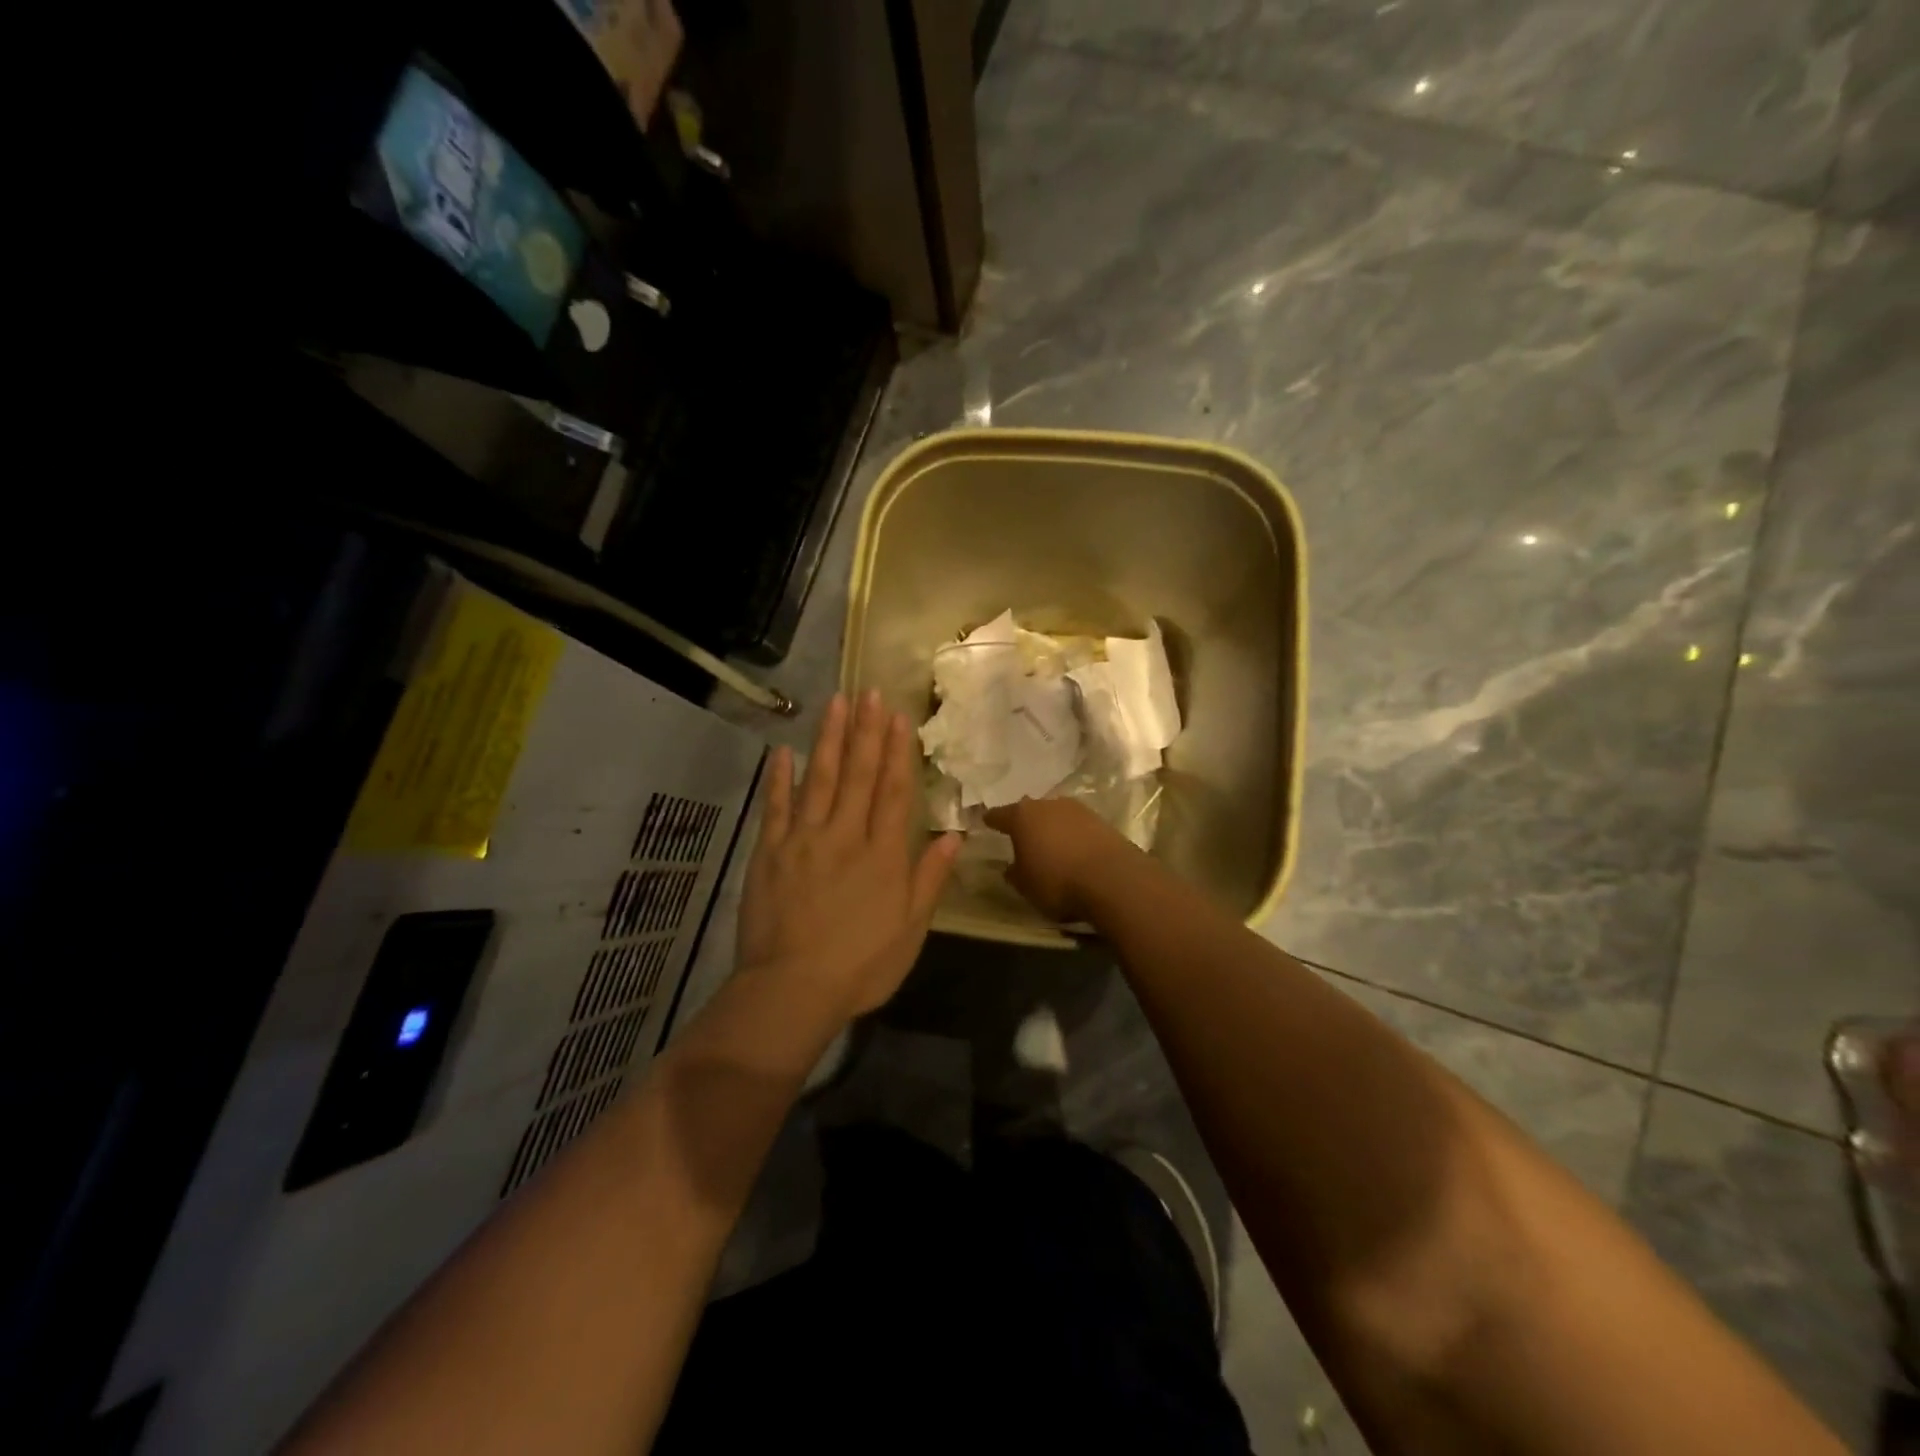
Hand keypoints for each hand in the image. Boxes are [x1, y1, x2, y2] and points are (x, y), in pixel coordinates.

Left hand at [737, 690, 960, 1017]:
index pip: (892, 791)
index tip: (898, 716)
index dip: (897, 751)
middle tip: (869, 691)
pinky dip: (778, 778)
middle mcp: (845, 835)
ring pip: (819, 779)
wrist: (792, 989)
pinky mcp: (769, 852)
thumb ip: (929, 878)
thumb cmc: (861, 966)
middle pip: (857, 774)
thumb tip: (954, 834)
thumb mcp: (910, 930)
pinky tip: (783, 751)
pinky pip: (775, 807)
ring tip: (836, 703)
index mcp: (882, 854)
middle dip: (866, 731)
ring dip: (829, 739)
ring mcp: (803, 840)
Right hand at [981, 797, 1134, 922]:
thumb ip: (1014, 873)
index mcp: (1022, 816)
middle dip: (1026, 822)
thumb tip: (1011, 867)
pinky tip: (1074, 850)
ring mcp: (1078, 810)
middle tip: (1021, 835)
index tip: (986, 821)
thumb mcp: (1025, 886)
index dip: (992, 820)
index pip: (1000, 815)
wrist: (1113, 879)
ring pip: (1057, 816)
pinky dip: (1073, 836)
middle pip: (1031, 811)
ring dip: (1052, 827)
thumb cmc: (1057, 882)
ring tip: (1050, 844)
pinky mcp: (1102, 821)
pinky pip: (1078, 827)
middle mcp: (1048, 805)